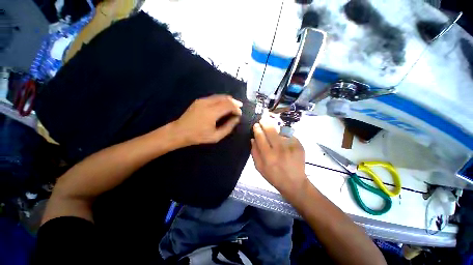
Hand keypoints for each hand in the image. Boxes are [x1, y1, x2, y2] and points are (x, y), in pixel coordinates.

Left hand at [173, 95, 242, 145]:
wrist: (180, 131)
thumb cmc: (198, 136)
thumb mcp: (215, 136)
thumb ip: (228, 127)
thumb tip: (236, 119)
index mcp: (212, 112)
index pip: (229, 105)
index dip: (236, 108)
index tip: (240, 114)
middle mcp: (208, 103)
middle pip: (225, 98)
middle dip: (234, 102)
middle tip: (239, 106)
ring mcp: (202, 100)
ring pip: (219, 96)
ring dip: (227, 99)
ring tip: (233, 104)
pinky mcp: (198, 100)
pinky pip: (213, 97)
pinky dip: (220, 99)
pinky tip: (222, 105)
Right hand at [251, 114, 306, 197]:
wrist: (294, 182)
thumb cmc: (274, 177)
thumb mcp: (260, 168)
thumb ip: (255, 153)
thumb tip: (252, 139)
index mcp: (268, 156)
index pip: (260, 137)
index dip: (257, 129)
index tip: (256, 125)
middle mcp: (279, 149)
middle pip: (271, 130)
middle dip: (266, 122)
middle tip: (263, 119)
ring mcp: (291, 146)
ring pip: (281, 132)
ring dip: (277, 131)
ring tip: (276, 136)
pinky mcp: (299, 145)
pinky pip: (290, 136)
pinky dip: (286, 138)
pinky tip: (286, 144)